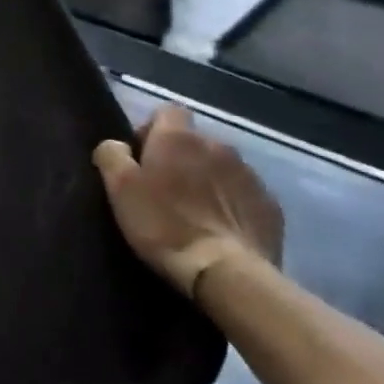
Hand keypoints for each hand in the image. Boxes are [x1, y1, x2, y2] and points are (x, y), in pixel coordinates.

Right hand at [93, 105, 283, 299]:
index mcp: (179, 138)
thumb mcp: (119, 188)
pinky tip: (221, 230)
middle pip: (195, 142)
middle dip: (181, 159)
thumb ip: (112, 155)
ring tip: (195, 213)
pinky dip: (232, 205)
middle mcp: (218, 146)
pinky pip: (244, 195)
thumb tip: (117, 145)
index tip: (142, 159)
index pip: (168, 111)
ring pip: (221, 167)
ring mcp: (249, 176)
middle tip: (164, 191)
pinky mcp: (271, 206)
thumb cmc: (164, 225)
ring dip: (208, 180)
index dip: (152, 130)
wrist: (226, 273)